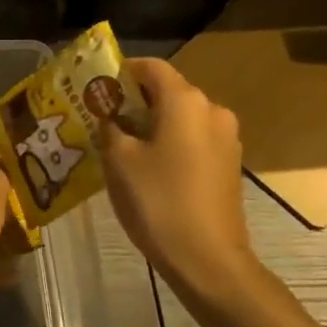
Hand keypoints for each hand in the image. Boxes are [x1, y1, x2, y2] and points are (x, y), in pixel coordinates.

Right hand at [98, 58, 260, 296]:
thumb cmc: (158, 201)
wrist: (208, 259)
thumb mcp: (119, 161)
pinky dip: (171, 142)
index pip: (152, 67)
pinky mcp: (229, 163)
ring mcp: (226, 138)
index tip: (97, 87)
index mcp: (185, 101)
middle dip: (135, 100)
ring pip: (182, 117)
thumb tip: (110, 118)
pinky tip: (149, 165)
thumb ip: (110, 128)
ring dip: (152, 123)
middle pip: (168, 91)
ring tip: (122, 144)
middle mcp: (212, 110)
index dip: (123, 71)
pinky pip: (194, 139)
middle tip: (102, 118)